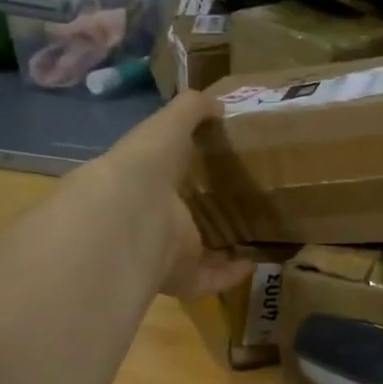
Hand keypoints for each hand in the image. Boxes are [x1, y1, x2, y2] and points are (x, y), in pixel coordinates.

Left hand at [87, 91, 250, 300]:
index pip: (161, 178)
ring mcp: (162, 253)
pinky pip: (208, 280)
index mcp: (142, 183)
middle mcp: (149, 220)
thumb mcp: (167, 125)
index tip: (208, 169)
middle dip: (199, 216)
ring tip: (249, 239)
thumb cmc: (144, 165)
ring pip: (192, 255)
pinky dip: (230, 275)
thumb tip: (218, 103)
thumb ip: (190, 110)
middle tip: (236, 207)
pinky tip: (254, 263)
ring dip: (217, 250)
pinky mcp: (180, 278)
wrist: (129, 217)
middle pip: (176, 220)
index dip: (180, 173)